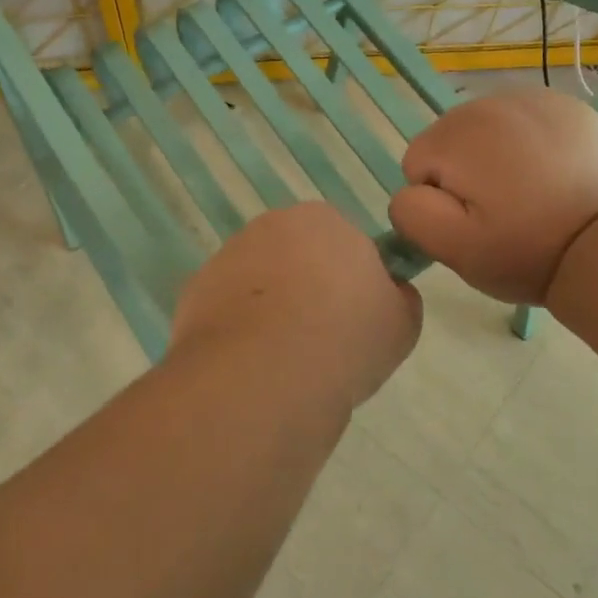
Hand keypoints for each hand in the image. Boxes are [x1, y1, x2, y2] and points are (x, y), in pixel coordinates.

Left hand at [170, 202, 422, 406]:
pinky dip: (238, 331)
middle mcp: (271, 226)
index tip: (356, 319)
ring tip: (285, 362)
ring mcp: (227, 256)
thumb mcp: (402, 323)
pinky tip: (251, 366)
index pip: (344, 242)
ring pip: (259, 282)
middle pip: (296, 256)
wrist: (264, 376)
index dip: (352, 281)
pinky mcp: (194, 291)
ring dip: (270, 310)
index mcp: (324, 220)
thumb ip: (399, 297)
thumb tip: (389, 292)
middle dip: (307, 289)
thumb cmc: (346, 339)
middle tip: (323, 341)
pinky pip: (227, 309)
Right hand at [388, 88, 597, 304]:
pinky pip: (526, 121)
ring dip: (495, 155)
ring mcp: (533, 98)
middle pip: (451, 139)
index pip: (418, 163)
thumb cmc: (524, 250)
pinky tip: (550, 174)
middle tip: (501, 210)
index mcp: (456, 134)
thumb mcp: (453, 248)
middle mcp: (490, 102)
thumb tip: (411, 191)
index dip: (439, 199)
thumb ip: (411, 213)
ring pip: (487, 128)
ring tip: (527, 193)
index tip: (474, 222)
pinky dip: (529, 143)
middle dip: (465, 172)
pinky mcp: (567, 106)